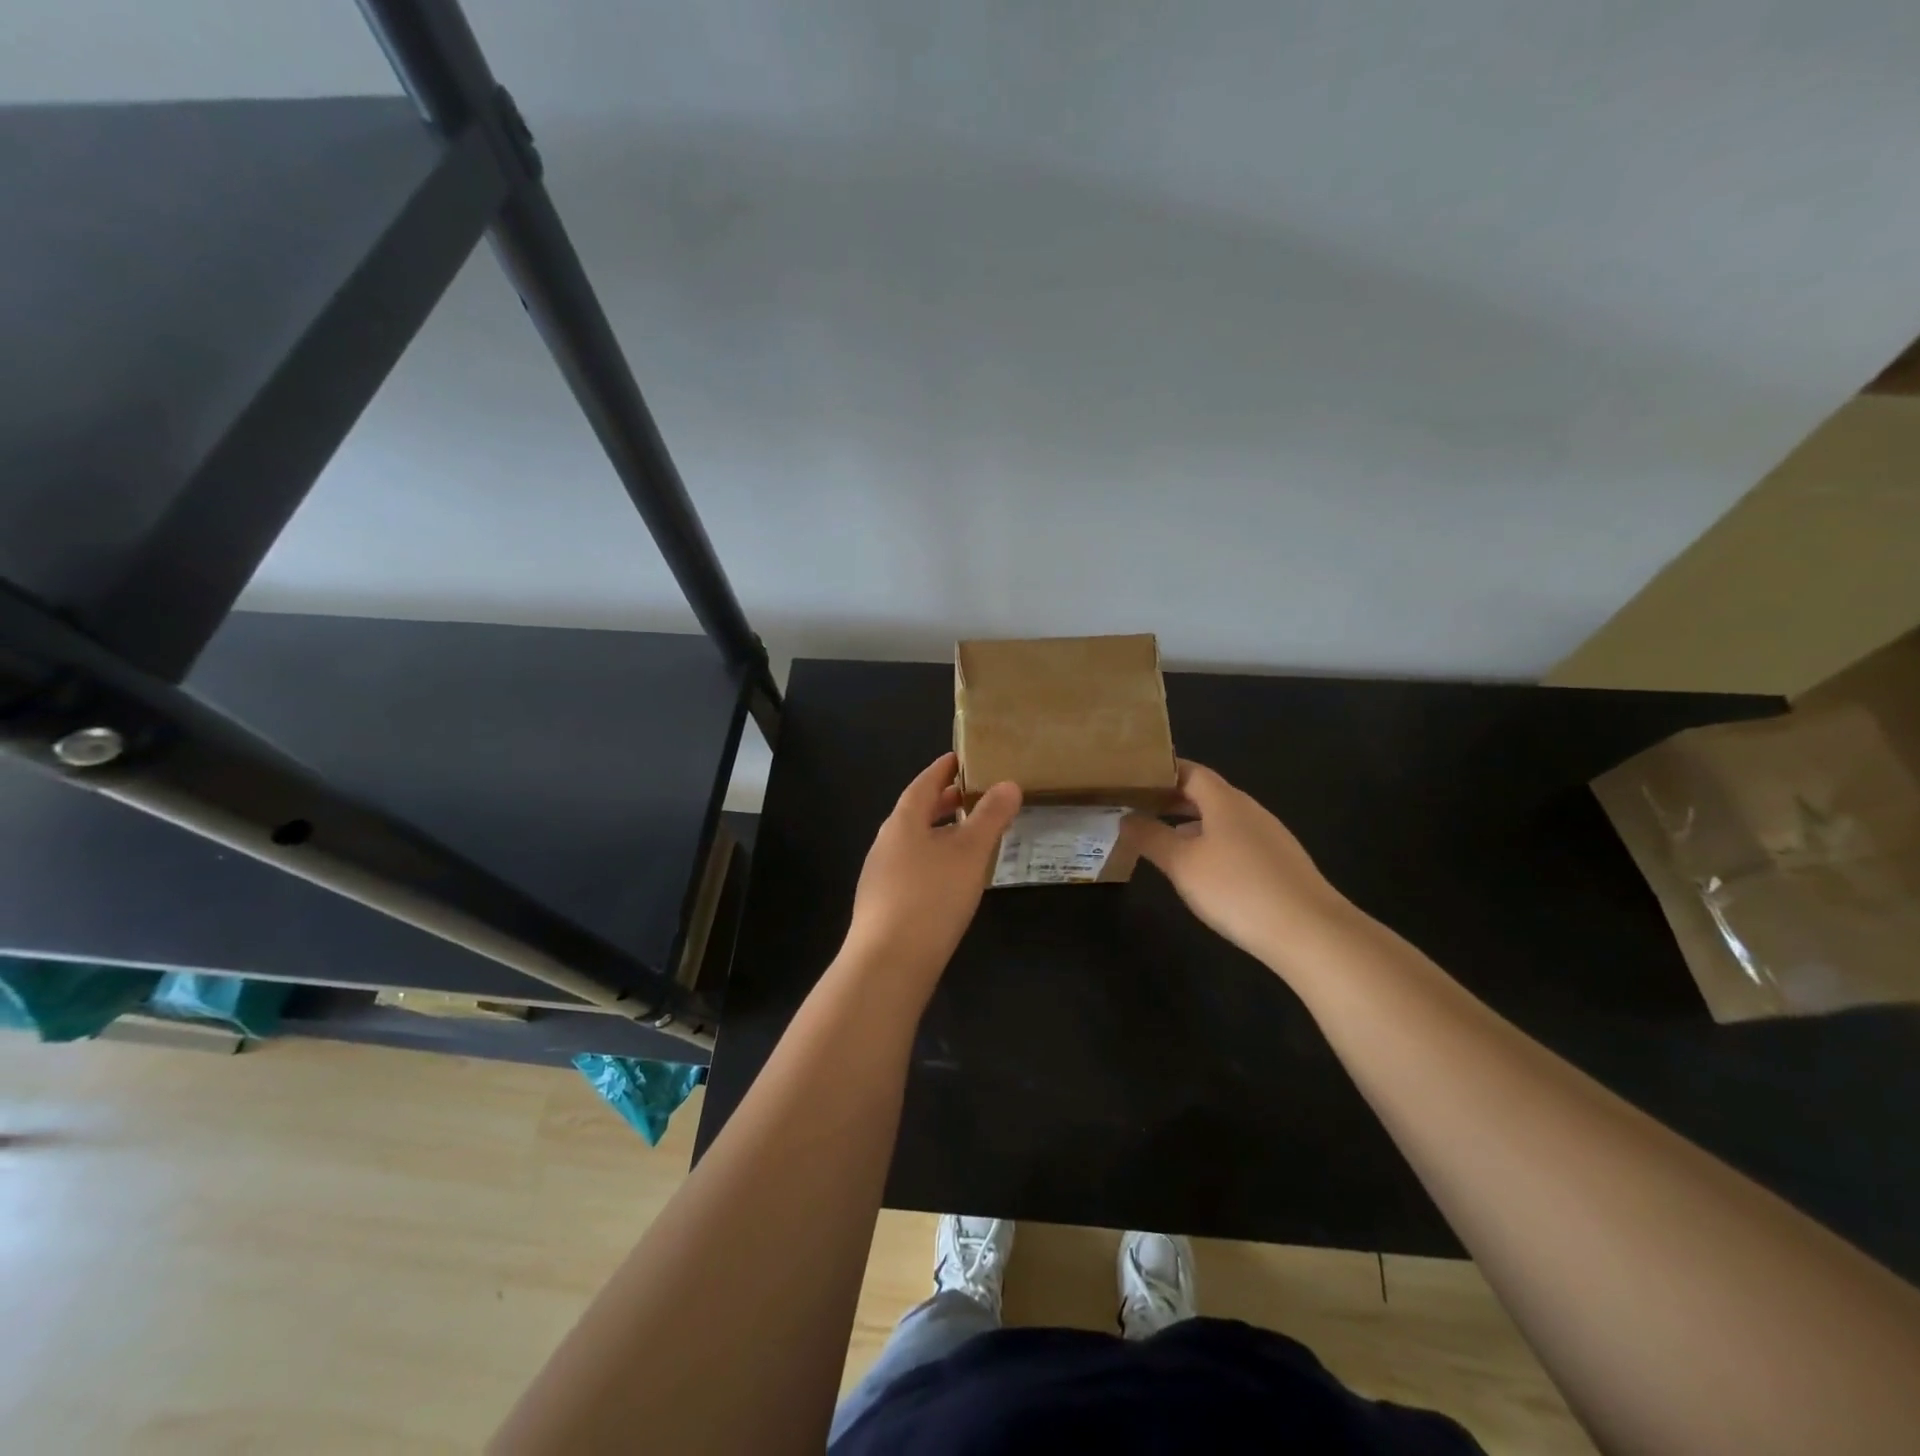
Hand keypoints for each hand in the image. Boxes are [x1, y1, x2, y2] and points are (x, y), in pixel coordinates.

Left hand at [842, 753, 1021, 982]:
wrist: (888, 962)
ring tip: (967, 836)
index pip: (923, 784)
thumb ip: (990, 817)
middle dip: (942, 802)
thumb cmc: (931, 896)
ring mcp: (880, 875)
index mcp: (903, 822)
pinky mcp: (883, 904)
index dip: (943, 770)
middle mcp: (886, 843)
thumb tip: (1009, 784)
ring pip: (913, 842)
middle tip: (971, 795)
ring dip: (939, 833)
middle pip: (916, 812)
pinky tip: (950, 878)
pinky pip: (911, 868)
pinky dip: (933, 860)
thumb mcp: (970, 853)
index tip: (960, 759)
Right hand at [1130, 761, 1353, 974]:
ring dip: (1190, 824)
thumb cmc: (1237, 888)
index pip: (1190, 771)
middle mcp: (1249, 811)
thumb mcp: (1182, 863)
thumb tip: (1126, 816)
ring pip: (1222, 820)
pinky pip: (1237, 842)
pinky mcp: (1279, 864)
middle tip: (1137, 807)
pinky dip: (1211, 845)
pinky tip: (1201, 871)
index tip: (1132, 779)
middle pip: (1206, 794)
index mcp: (1225, 801)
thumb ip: (1150, 836)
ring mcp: (1269, 837)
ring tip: (1161, 839)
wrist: (1309, 932)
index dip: (1161, 771)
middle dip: (1172, 799)